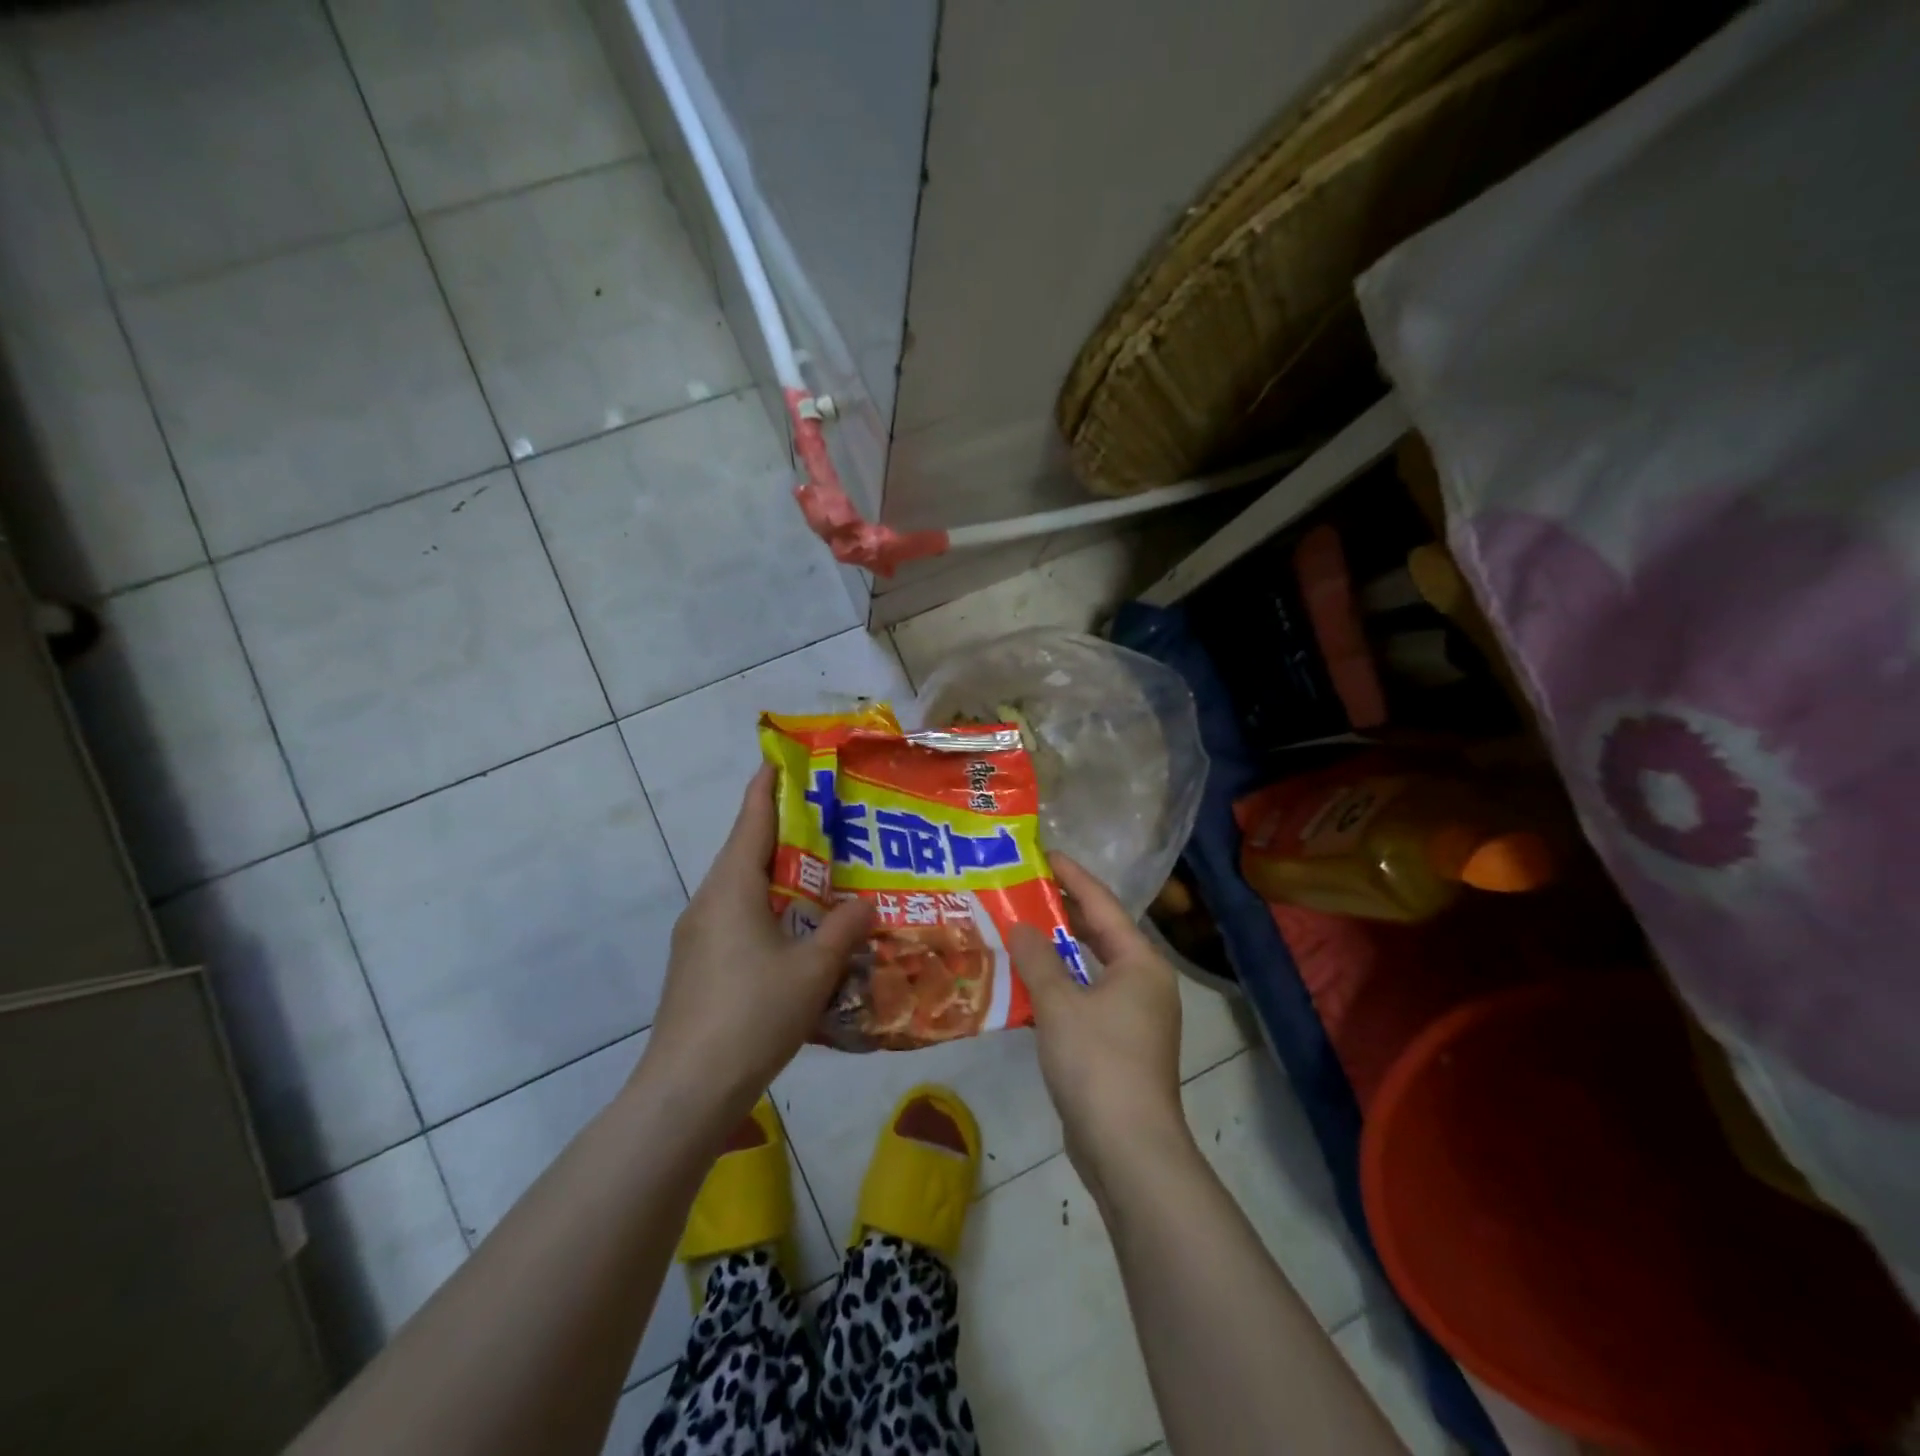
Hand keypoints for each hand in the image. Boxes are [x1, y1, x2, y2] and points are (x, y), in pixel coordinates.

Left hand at [638, 764, 871, 1121]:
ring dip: (780, 878)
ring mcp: (697, 936)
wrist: (687, 1090)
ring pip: (744, 890)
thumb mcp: (813, 969)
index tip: (785, 757)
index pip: (752, 818)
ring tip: (824, 876)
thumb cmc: (753, 1014)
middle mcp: (709, 901)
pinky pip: (738, 921)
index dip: (769, 784)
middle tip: (831, 822)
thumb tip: (867, 903)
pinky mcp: (697, 966)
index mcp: (732, 887)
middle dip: (786, 832)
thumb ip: (845, 928)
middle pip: (748, 851)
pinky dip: (769, 912)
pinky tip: (798, 936)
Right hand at [1011, 855, 1188, 1192]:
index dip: (1073, 877)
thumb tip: (1021, 926)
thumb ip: (1037, 959)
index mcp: (1140, 964)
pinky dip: (1059, 987)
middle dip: (1063, 913)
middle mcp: (1144, 984)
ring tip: (1020, 930)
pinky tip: (1026, 986)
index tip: (1044, 854)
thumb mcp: (1060, 1003)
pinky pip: (1086, 1000)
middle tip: (1025, 889)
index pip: (1103, 905)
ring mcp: (1134, 1018)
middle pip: (1100, 935)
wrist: (1128, 1149)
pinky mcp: (1119, 1046)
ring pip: (1091, 970)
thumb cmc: (1098, 1062)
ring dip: (1058, 953)